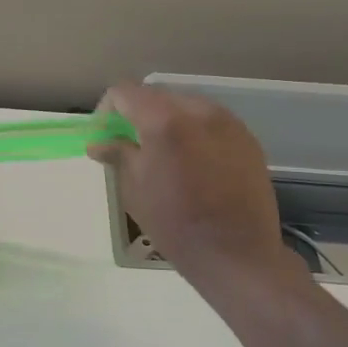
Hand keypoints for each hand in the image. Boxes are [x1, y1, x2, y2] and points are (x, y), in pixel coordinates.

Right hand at [89, 82, 293, 280]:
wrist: (236, 253)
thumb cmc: (175, 224)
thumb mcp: (135, 190)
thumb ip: (118, 155)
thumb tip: (100, 143)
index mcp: (165, 121)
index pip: (125, 92)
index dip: (107, 110)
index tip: (103, 136)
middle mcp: (199, 111)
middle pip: (157, 95)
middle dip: (138, 114)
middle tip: (129, 145)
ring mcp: (228, 123)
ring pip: (186, 106)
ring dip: (167, 121)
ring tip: (162, 154)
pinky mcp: (247, 139)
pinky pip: (211, 122)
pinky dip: (194, 132)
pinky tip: (192, 163)